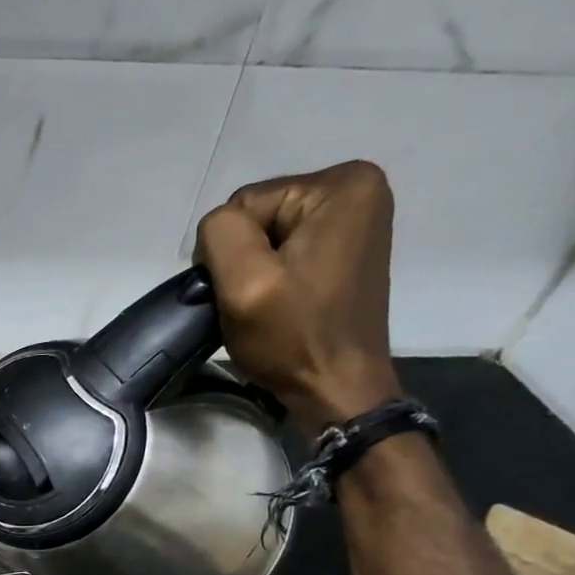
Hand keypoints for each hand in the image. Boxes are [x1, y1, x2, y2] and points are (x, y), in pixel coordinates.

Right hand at [194, 160, 402, 433]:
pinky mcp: (344, 250)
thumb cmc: (294, 338)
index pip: (245, 204)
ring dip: (254, 273)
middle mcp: (357, 190)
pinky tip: (279, 305)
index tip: (244, 292)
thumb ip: (221, 234)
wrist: (335, 389)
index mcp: (342, 185)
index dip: (229, 252)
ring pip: (266, 237)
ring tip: (265, 308)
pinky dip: (271, 279)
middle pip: (258, 216)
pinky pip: (284, 252)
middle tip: (253, 303)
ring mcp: (354, 221)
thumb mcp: (245, 282)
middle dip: (244, 260)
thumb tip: (216, 230)